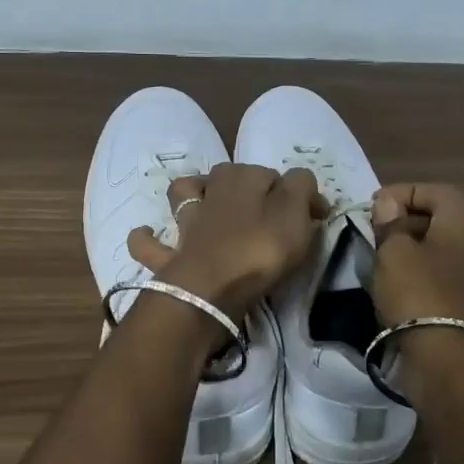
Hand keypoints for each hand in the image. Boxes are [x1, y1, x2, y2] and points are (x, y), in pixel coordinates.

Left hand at [129, 163, 326, 318]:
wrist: (210, 289)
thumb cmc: (260, 249)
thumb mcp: (295, 214)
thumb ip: (302, 189)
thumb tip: (302, 184)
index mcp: (243, 178)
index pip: (276, 175)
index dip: (297, 194)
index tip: (314, 217)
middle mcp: (211, 191)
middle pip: (228, 176)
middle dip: (245, 184)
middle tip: (267, 212)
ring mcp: (186, 222)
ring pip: (183, 196)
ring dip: (191, 196)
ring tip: (205, 206)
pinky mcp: (169, 254)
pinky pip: (150, 243)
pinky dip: (148, 238)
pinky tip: (151, 236)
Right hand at [369, 183, 463, 326]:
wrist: (446, 360)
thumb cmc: (418, 293)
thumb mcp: (395, 251)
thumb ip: (390, 223)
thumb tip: (388, 203)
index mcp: (461, 224)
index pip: (437, 191)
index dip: (405, 191)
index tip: (374, 206)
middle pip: (436, 220)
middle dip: (402, 220)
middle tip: (372, 231)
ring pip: (432, 250)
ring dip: (403, 251)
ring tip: (375, 259)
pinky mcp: (457, 304)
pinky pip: (431, 277)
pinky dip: (410, 276)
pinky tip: (388, 287)